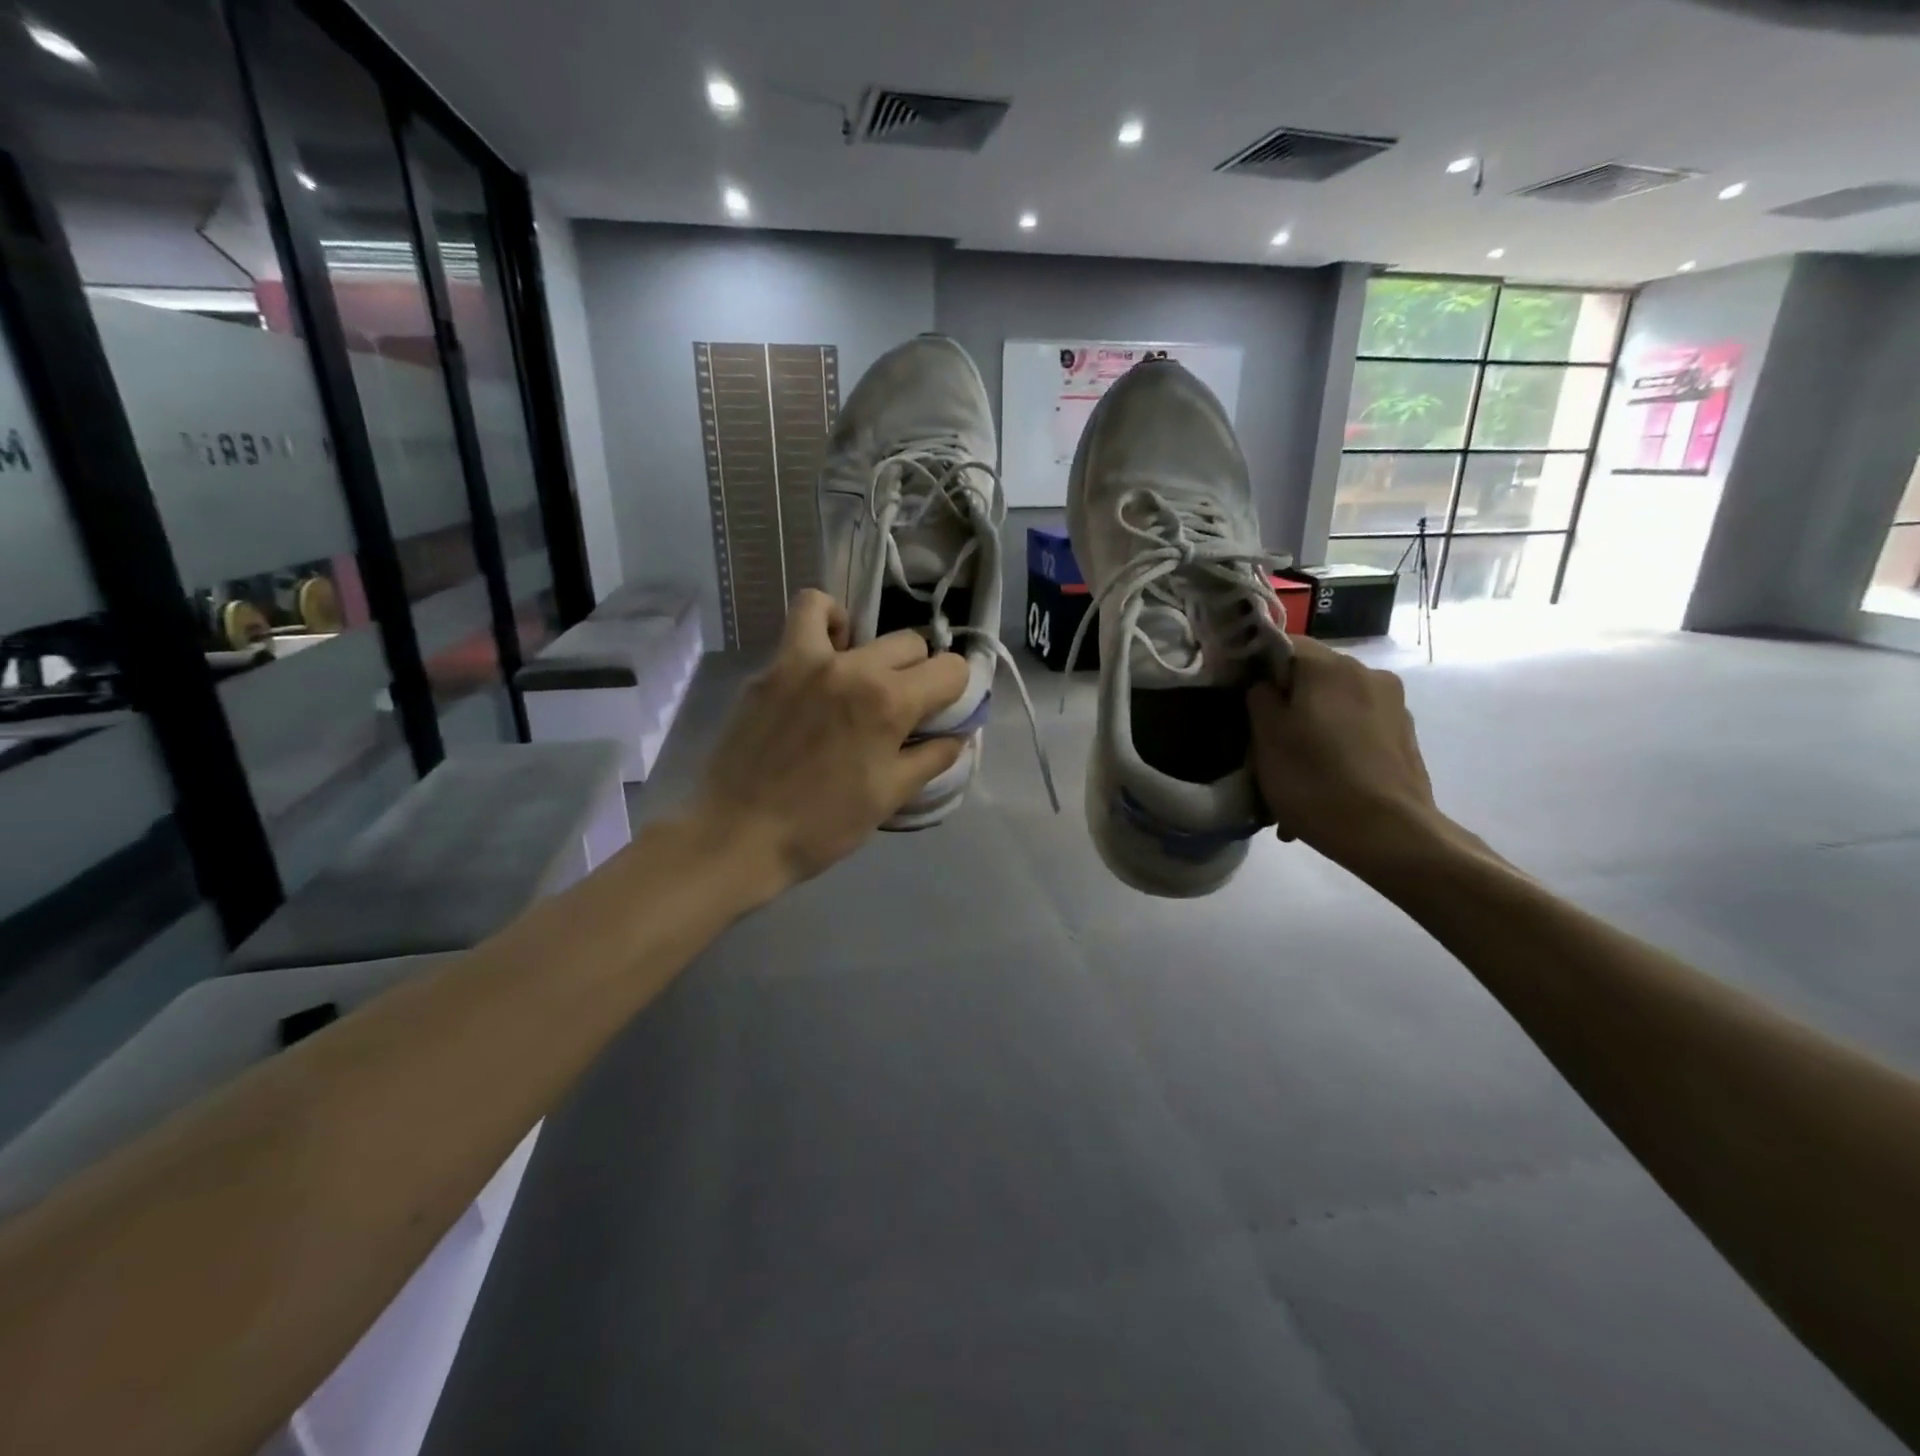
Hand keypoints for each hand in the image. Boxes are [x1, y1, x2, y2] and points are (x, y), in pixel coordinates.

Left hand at [689, 589, 969, 895]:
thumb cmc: (823, 825)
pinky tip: (825, 654)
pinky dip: (824, 622)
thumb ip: (932, 757)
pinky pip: (805, 619)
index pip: (951, 669)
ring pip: (860, 622)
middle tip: (901, 711)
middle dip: (919, 674)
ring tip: (862, 675)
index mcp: (889, 702)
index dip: (957, 691)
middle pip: (911, 645)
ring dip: (874, 645)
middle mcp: (853, 667)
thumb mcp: (891, 797)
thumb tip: (957, 734)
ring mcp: (807, 660)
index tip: (941, 714)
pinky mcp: (773, 666)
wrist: (739, 834)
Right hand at [1247, 636, 1458, 876]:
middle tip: (1262, 742)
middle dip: (1286, 704)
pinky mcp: (1404, 736)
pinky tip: (1321, 784)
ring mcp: (1392, 705)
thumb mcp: (1266, 739)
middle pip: (1311, 677)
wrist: (1390, 835)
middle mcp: (1367, 673)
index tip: (1239, 698)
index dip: (1255, 666)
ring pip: (1334, 707)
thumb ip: (1259, 698)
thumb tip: (1264, 685)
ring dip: (1310, 730)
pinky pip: (1356, 731)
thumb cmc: (1315, 781)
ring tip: (1292, 772)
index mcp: (1329, 667)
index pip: (1283, 644)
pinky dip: (1335, 749)